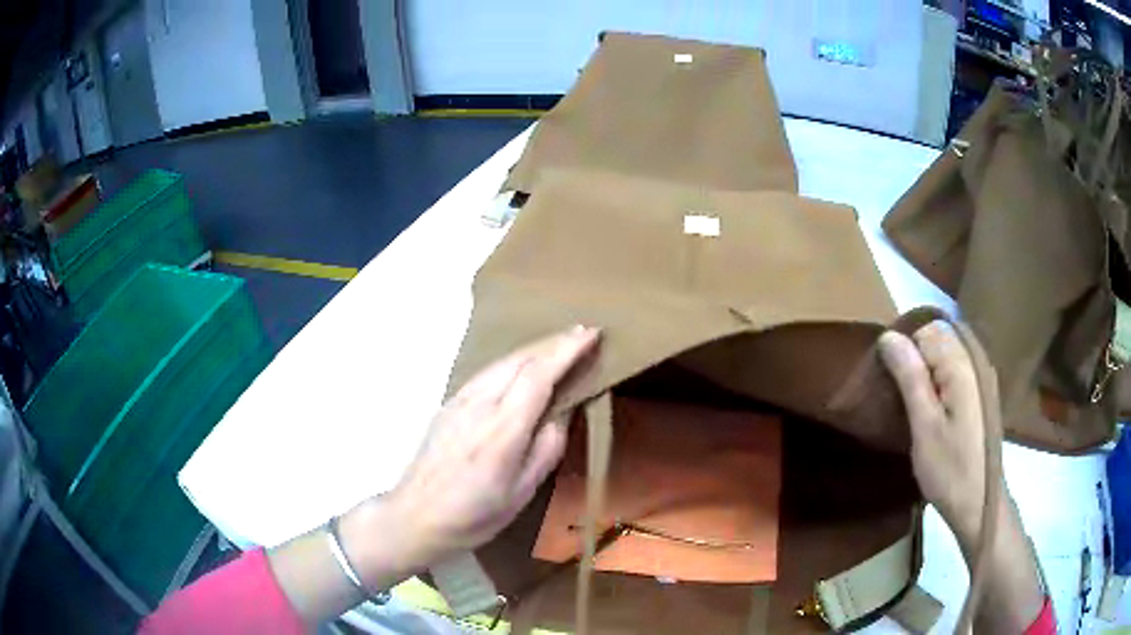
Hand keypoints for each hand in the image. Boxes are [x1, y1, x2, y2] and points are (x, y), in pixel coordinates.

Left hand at [343, 326, 600, 584]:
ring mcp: (459, 401)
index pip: (539, 374)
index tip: (592, 334)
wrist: (415, 516)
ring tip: (557, 345)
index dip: (567, 350)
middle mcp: (479, 404)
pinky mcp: (447, 405)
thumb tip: (559, 415)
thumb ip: (545, 449)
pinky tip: (518, 368)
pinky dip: (511, 362)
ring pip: (501, 362)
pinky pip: (486, 372)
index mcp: (503, 428)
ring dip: (532, 349)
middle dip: (553, 342)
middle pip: (520, 359)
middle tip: (582, 333)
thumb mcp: (522, 492)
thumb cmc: (474, 514)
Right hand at [878, 320, 989, 540]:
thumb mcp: (924, 426)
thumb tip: (888, 336)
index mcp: (962, 365)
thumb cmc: (949, 469)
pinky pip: (956, 370)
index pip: (926, 332)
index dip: (906, 352)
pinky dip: (940, 382)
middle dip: (917, 360)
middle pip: (939, 339)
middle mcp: (976, 361)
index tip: (893, 385)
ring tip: (914, 406)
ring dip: (928, 372)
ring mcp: (982, 378)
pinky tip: (933, 410)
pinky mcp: (981, 395)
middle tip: (903, 399)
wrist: (979, 505)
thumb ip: (910, 377)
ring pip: (947, 354)